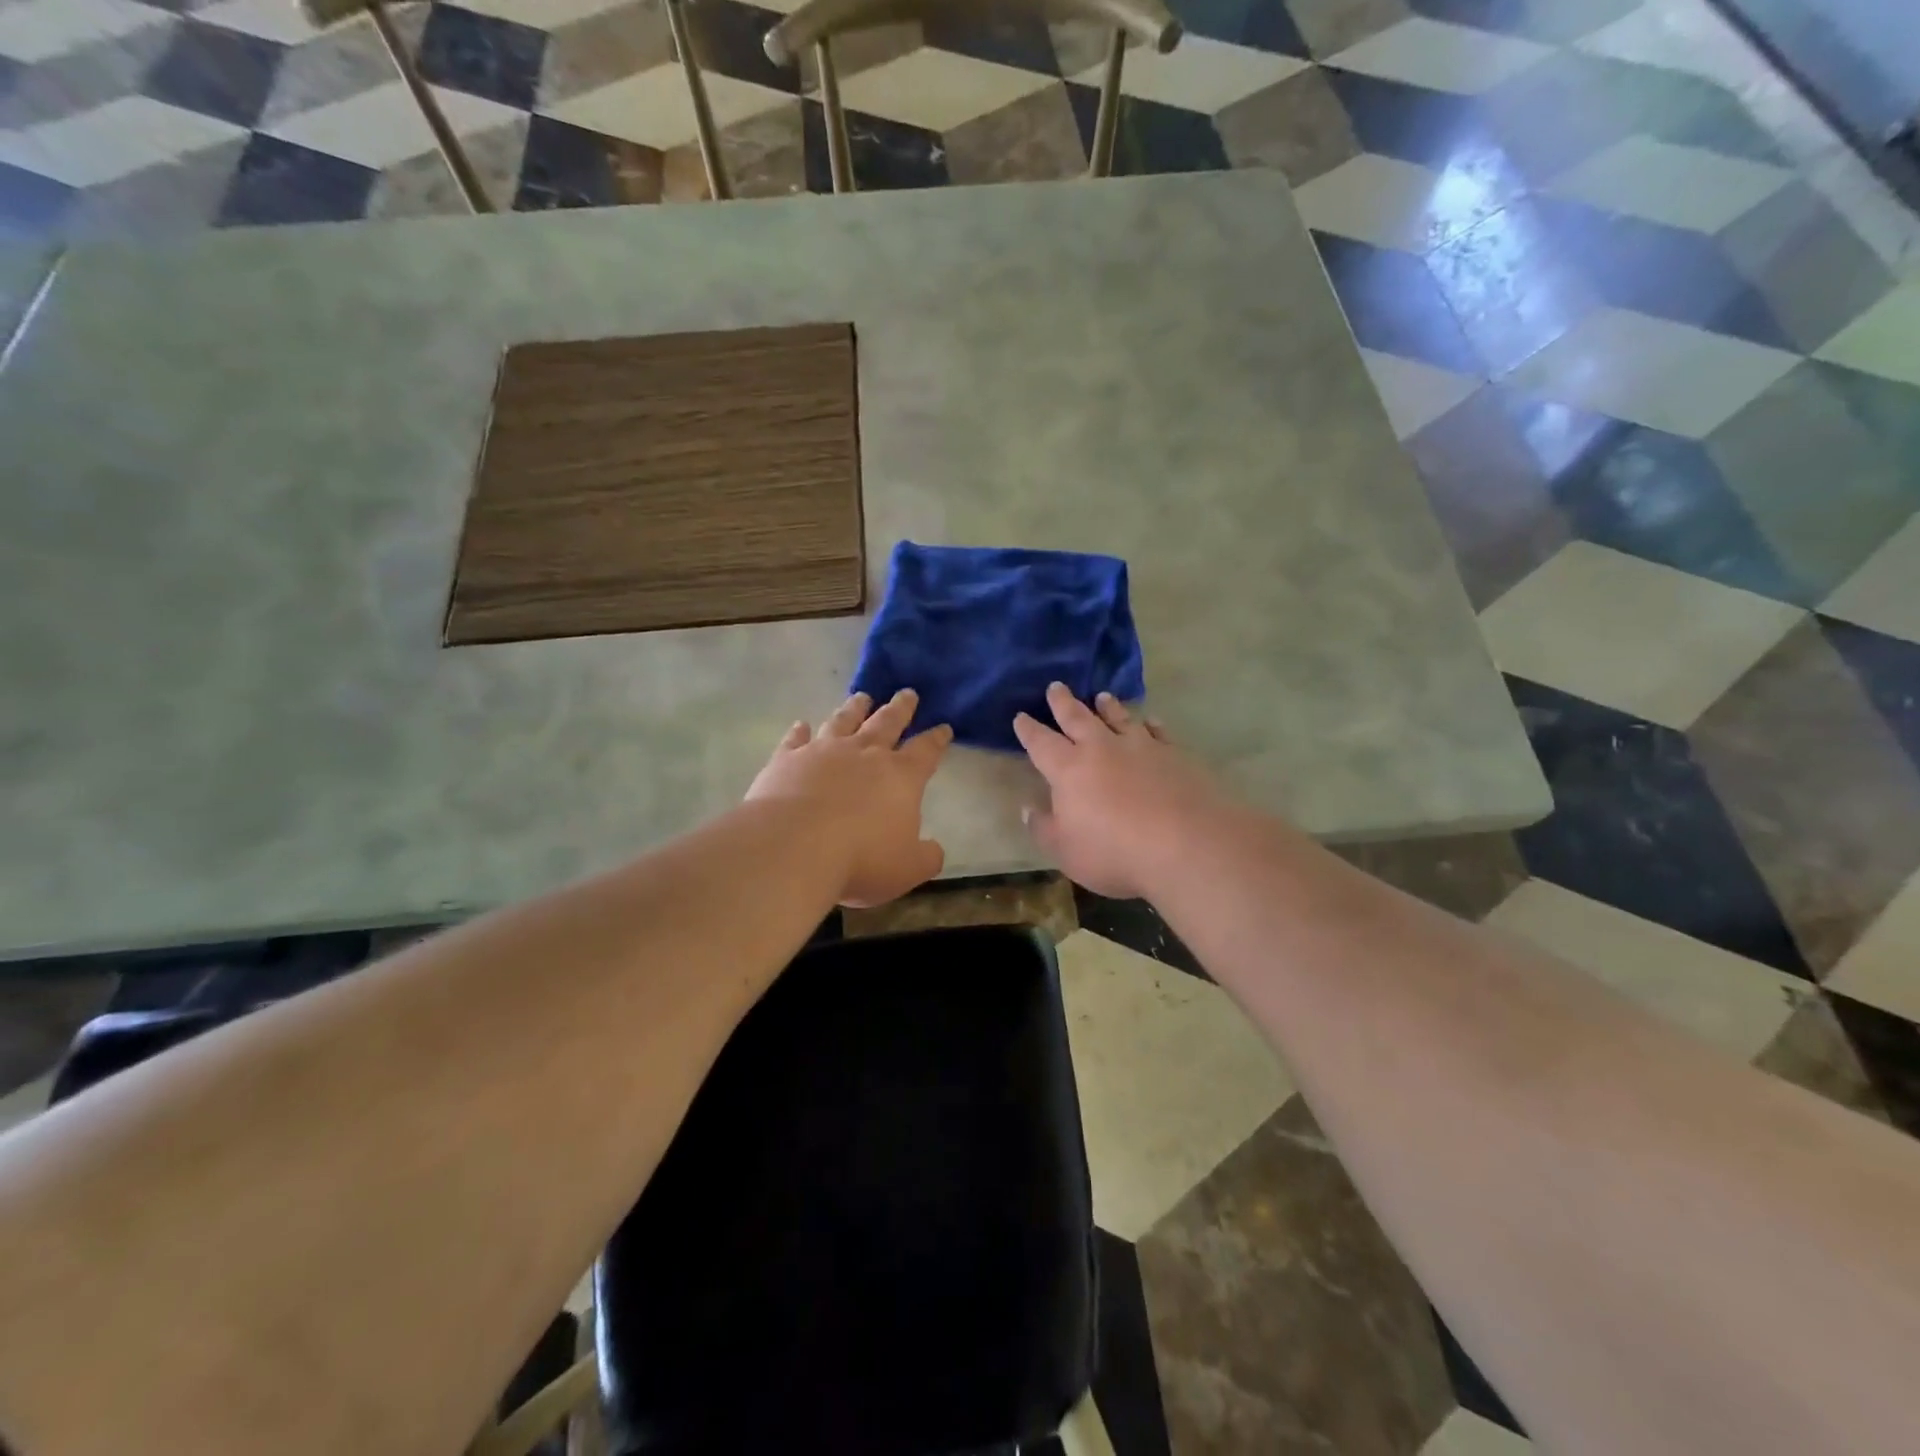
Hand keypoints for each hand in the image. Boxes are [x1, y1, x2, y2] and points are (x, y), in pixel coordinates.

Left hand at [747, 689, 952, 907]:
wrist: (794, 847)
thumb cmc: (861, 858)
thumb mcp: (907, 869)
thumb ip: (926, 857)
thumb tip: (934, 850)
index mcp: (901, 777)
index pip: (926, 752)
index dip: (937, 739)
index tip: (944, 727)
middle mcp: (864, 754)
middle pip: (887, 723)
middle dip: (900, 708)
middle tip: (907, 693)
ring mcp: (823, 752)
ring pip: (843, 721)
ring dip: (854, 708)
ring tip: (862, 697)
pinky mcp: (786, 759)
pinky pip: (795, 740)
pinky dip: (799, 731)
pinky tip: (801, 725)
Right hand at [1014, 683, 1233, 899]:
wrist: (1187, 845)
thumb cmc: (1115, 853)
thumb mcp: (1066, 851)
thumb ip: (1044, 828)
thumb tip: (1028, 809)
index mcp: (1068, 770)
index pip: (1041, 743)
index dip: (1029, 730)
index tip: (1020, 717)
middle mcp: (1102, 749)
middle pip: (1078, 718)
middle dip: (1063, 703)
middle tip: (1056, 686)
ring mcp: (1141, 747)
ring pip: (1119, 718)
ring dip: (1108, 706)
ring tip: (1101, 696)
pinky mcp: (1174, 754)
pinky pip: (1158, 731)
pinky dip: (1150, 724)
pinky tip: (1150, 720)